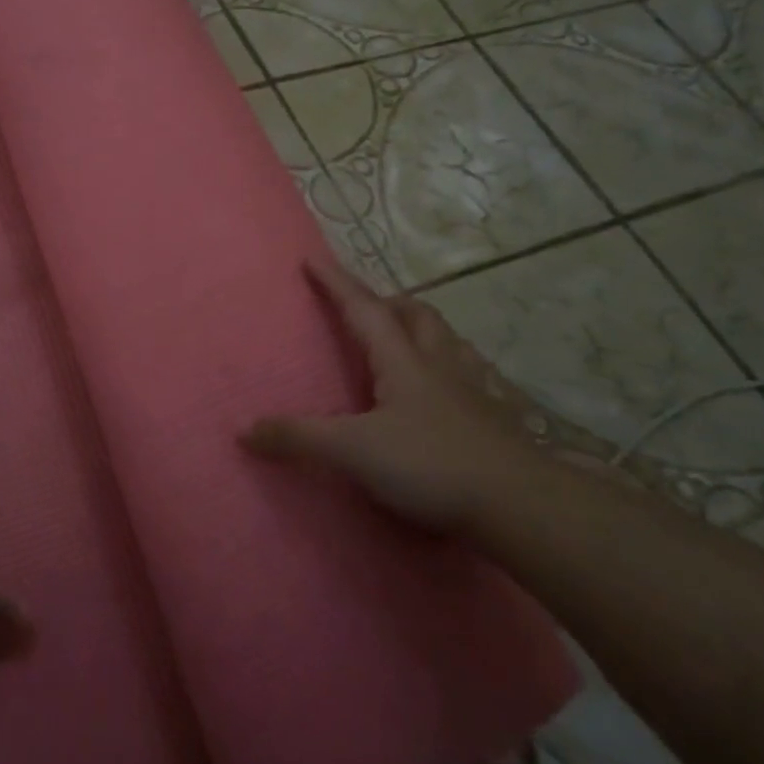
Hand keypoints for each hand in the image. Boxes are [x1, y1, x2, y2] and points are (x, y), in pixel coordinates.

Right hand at [241, 262, 588, 529]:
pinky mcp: (495, 419)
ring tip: (406, 340)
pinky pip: (472, 377)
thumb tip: (244, 430)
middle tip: (368, 306)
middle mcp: (439, 364)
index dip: (336, 283)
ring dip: (423, 329)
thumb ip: (299, 438)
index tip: (312, 259)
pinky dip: (454, 369)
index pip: (363, 309)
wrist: (519, 504)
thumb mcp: (354, 451)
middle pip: (416, 315)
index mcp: (403, 361)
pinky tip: (450, 390)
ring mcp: (472, 390)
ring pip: (448, 341)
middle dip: (388, 302)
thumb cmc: (431, 466)